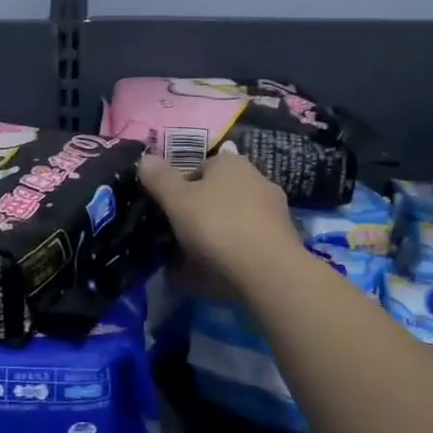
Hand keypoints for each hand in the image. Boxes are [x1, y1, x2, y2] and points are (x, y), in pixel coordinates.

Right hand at [138, 143, 302, 293]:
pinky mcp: (286, 239)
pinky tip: (221, 274)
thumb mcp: (177, 201)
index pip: (198, 168)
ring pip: (235, 219)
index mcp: (230, 163)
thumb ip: (159, 178)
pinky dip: (236, 253)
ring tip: (197, 263)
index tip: (169, 213)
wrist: (269, 271)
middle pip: (218, 194)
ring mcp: (275, 209)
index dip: (180, 190)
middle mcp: (257, 178)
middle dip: (200, 213)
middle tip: (180, 238)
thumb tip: (146, 158)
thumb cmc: (217, 226)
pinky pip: (250, 242)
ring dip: (218, 235)